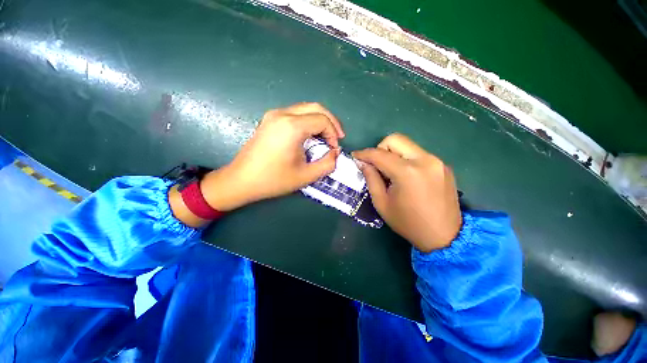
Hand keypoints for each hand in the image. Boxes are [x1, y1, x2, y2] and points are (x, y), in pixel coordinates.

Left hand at [201, 102, 343, 209]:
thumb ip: (327, 164)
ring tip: (326, 137)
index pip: (322, 120)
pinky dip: (308, 121)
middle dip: (331, 121)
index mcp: (292, 126)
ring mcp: (273, 115)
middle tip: (337, 137)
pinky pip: (295, 113)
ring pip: (305, 108)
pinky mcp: (269, 119)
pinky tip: (310, 135)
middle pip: (316, 107)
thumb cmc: (273, 180)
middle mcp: (282, 114)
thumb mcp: (306, 176)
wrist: (241, 180)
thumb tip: (336, 152)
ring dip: (319, 120)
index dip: (333, 133)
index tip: (334, 149)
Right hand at [353, 133, 460, 251]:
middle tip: (376, 165)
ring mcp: (437, 161)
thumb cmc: (408, 223)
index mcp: (407, 172)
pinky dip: (407, 160)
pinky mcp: (443, 165)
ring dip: (394, 154)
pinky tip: (407, 176)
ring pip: (407, 145)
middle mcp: (425, 160)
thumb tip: (363, 163)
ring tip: (391, 172)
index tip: (355, 156)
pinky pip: (418, 154)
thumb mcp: (382, 203)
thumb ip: (371, 178)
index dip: (364, 153)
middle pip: (395, 139)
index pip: (379, 154)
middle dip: (380, 149)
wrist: (444, 236)